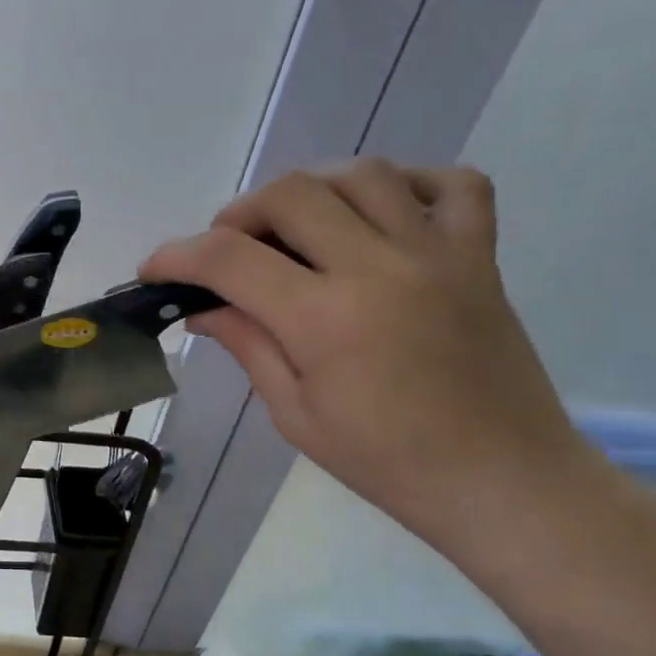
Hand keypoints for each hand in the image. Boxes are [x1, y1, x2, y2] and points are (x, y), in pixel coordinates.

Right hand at [144, 161, 595, 550]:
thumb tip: (203, 309)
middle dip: (237, 215)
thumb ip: (248, 345)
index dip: (176, 255)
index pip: (229, 259)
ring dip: (309, 190)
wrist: (502, 481)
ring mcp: (438, 254)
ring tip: (291, 227)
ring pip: (361, 174)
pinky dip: (408, 182)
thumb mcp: (295, 414)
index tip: (154, 269)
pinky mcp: (481, 256)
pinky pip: (453, 184)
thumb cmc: (386, 462)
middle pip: (290, 194)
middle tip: (224, 251)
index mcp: (325, 319)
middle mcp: (379, 268)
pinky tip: (378, 212)